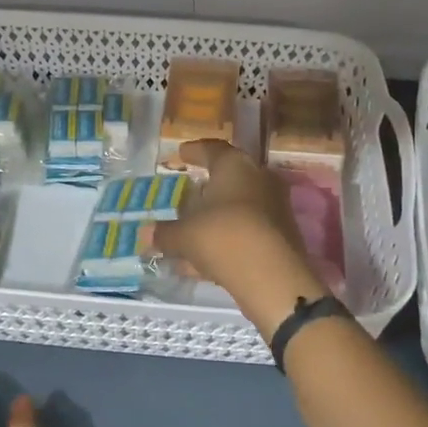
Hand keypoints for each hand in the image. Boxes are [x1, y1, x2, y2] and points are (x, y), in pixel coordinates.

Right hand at [155, 140, 327, 338]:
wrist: (273, 277)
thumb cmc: (223, 237)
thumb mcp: (184, 235)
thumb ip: (164, 233)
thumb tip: (146, 233)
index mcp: (235, 166)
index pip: (213, 149)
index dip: (194, 151)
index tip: (181, 154)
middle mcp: (259, 179)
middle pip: (230, 177)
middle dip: (207, 186)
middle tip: (188, 190)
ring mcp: (274, 208)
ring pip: (238, 207)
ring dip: (215, 217)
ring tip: (190, 229)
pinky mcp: (280, 237)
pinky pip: (245, 231)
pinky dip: (225, 239)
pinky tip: (203, 260)